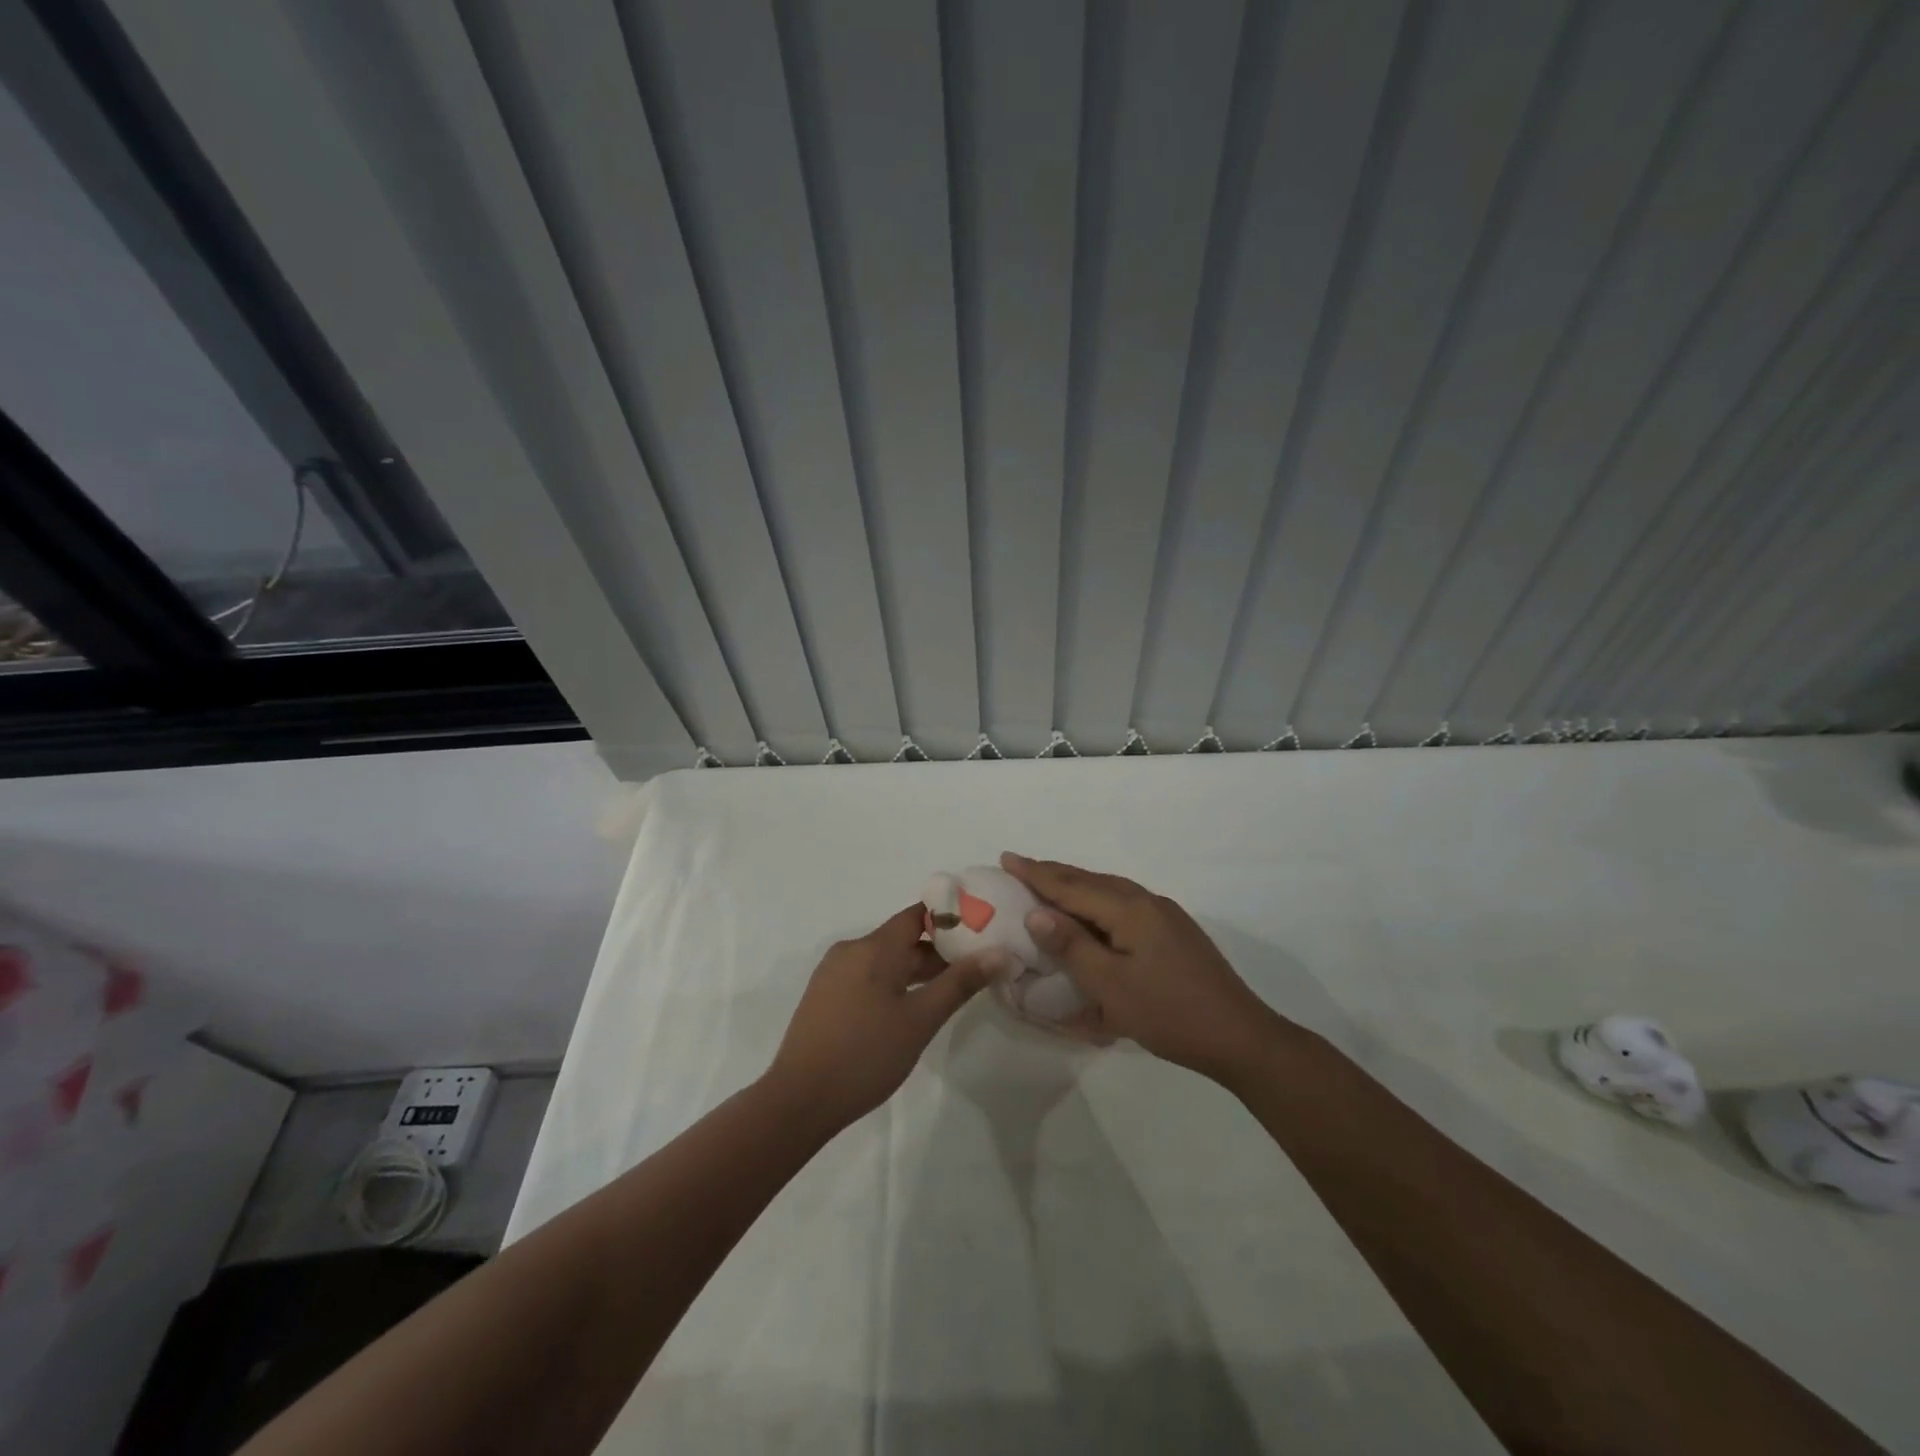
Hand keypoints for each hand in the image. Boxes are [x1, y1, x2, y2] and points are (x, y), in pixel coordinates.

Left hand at [762, 905, 1006, 1135]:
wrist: (799, 1099)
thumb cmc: (866, 1054)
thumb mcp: (921, 1020)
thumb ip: (960, 983)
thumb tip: (1000, 953)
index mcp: (874, 947)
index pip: (917, 915)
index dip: (950, 919)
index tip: (980, 932)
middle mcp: (851, 950)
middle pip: (902, 939)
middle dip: (938, 952)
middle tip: (974, 971)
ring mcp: (833, 973)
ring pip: (884, 960)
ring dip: (915, 971)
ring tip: (949, 993)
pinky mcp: (824, 995)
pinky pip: (866, 976)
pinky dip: (892, 983)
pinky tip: (909, 1010)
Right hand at [1001, 853, 1292, 1083]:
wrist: (1240, 1037)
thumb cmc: (1169, 1013)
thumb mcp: (1111, 986)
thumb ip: (1072, 946)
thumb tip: (1036, 912)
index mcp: (1130, 909)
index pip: (1072, 885)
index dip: (1036, 873)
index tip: (1006, 857)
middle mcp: (1148, 902)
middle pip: (1091, 881)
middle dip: (1054, 874)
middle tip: (1021, 868)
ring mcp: (1165, 917)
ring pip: (1110, 892)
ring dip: (1077, 887)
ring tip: (1049, 887)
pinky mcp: (1175, 934)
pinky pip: (1125, 907)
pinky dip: (1099, 905)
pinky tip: (1092, 918)